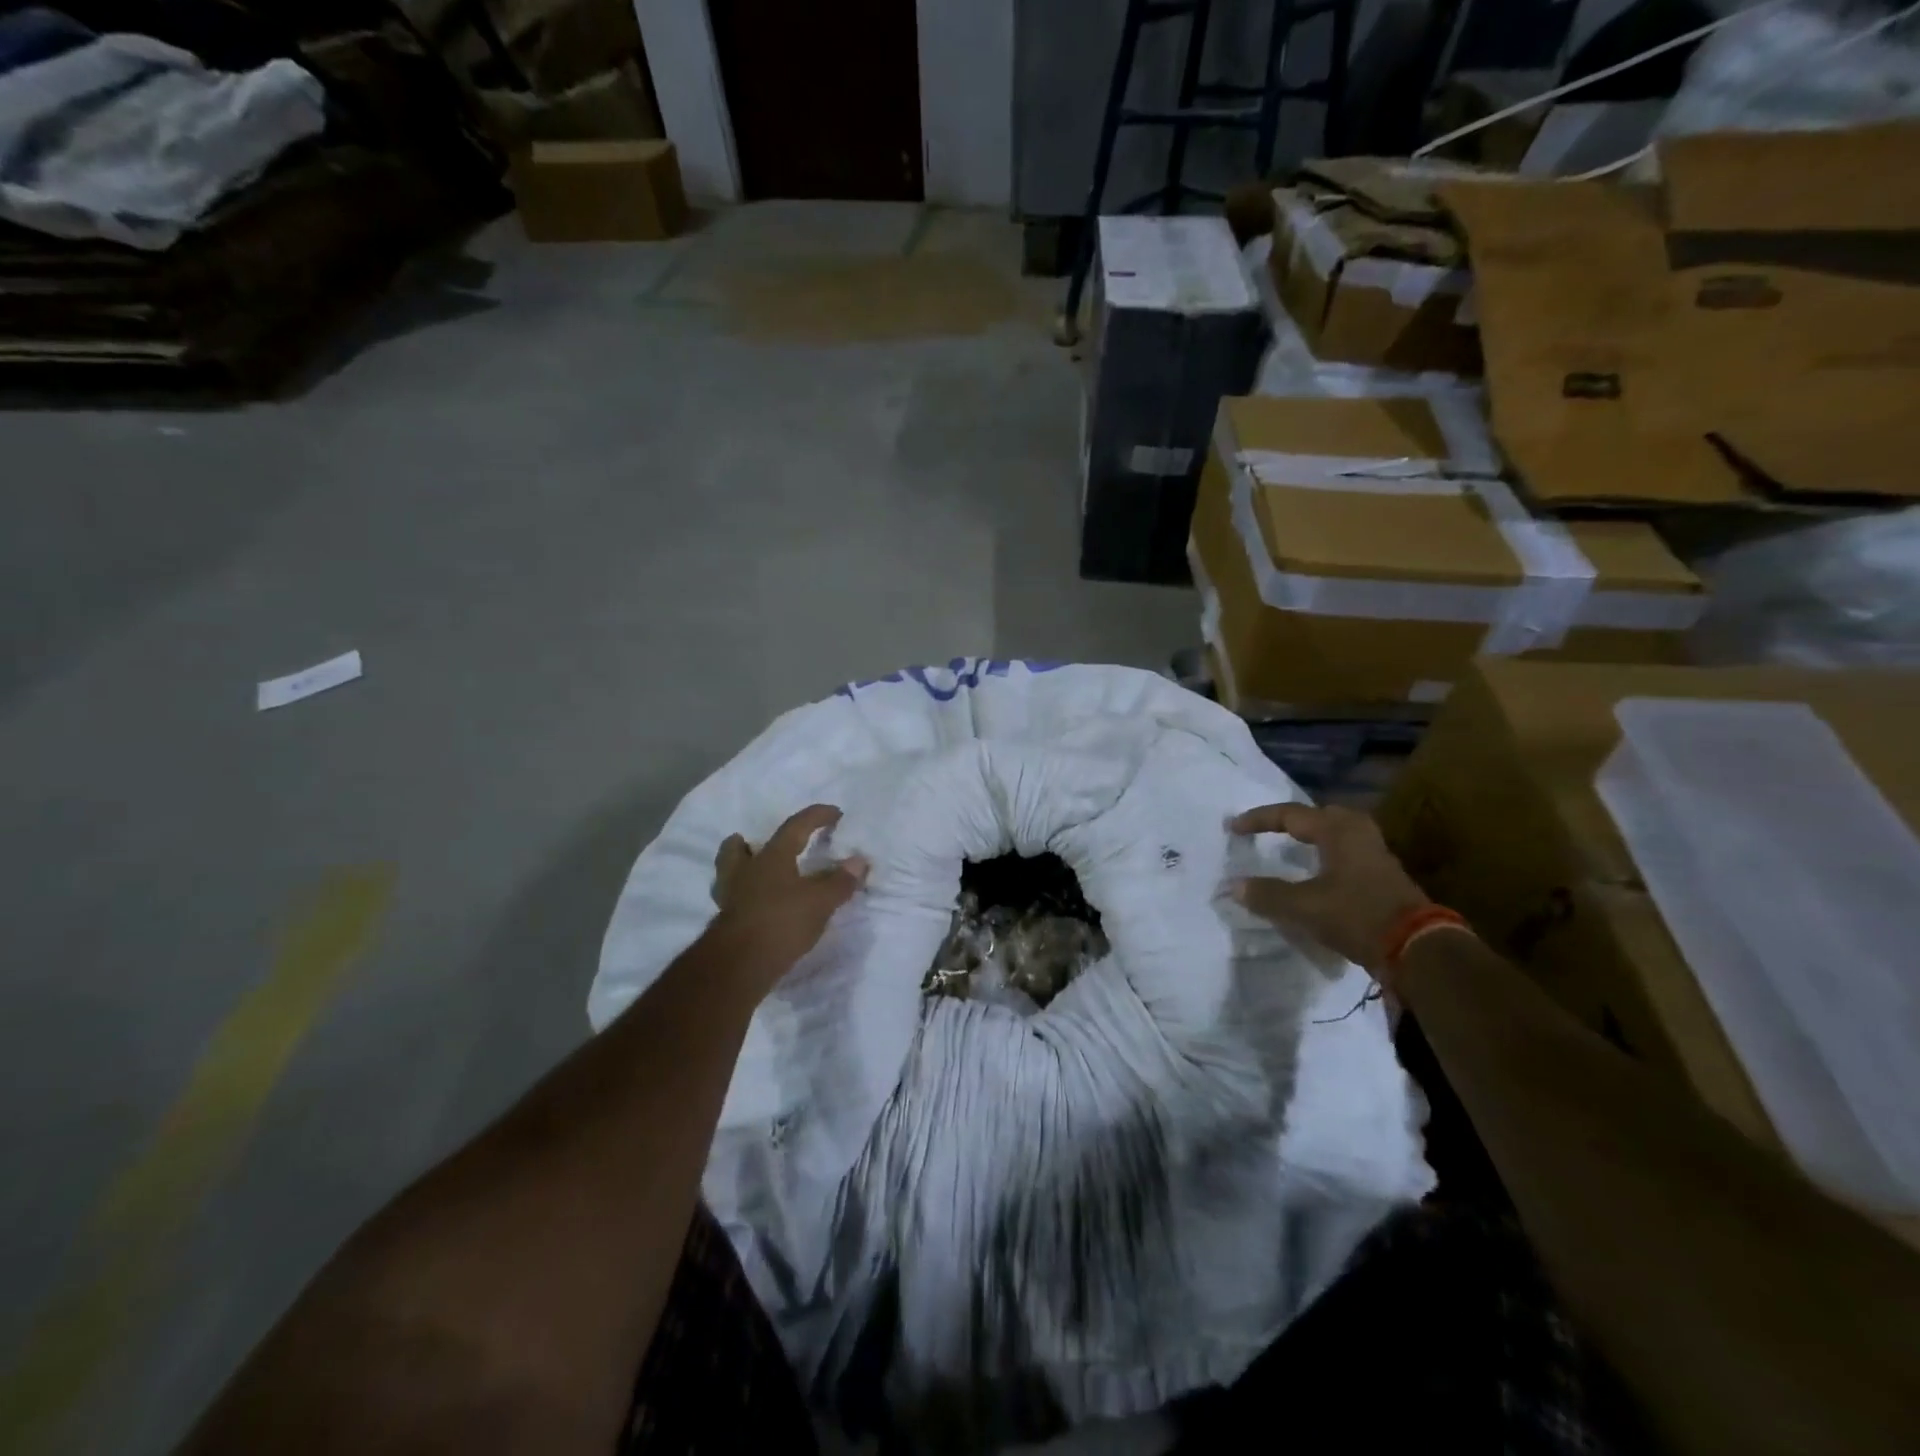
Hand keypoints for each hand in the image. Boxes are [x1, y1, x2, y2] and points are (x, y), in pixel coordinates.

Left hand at [709, 804, 868, 989]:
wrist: (739, 966)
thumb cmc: (782, 922)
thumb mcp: (820, 902)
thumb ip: (840, 881)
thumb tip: (859, 861)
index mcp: (772, 857)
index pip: (795, 826)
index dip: (816, 816)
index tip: (835, 813)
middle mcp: (746, 871)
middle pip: (738, 849)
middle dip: (747, 843)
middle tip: (755, 842)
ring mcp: (730, 897)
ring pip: (728, 873)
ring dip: (739, 868)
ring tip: (752, 873)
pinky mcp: (725, 923)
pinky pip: (732, 900)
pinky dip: (742, 897)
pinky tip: (754, 906)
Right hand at [1229, 802, 1429, 977]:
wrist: (1417, 948)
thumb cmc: (1357, 915)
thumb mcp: (1304, 907)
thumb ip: (1267, 894)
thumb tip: (1234, 886)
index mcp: (1337, 830)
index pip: (1289, 814)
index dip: (1258, 819)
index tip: (1234, 828)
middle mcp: (1358, 833)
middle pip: (1318, 815)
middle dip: (1290, 820)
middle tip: (1267, 828)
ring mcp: (1375, 853)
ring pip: (1336, 833)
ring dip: (1311, 837)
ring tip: (1291, 845)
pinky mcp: (1383, 875)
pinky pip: (1346, 852)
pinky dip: (1325, 854)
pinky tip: (1317, 871)